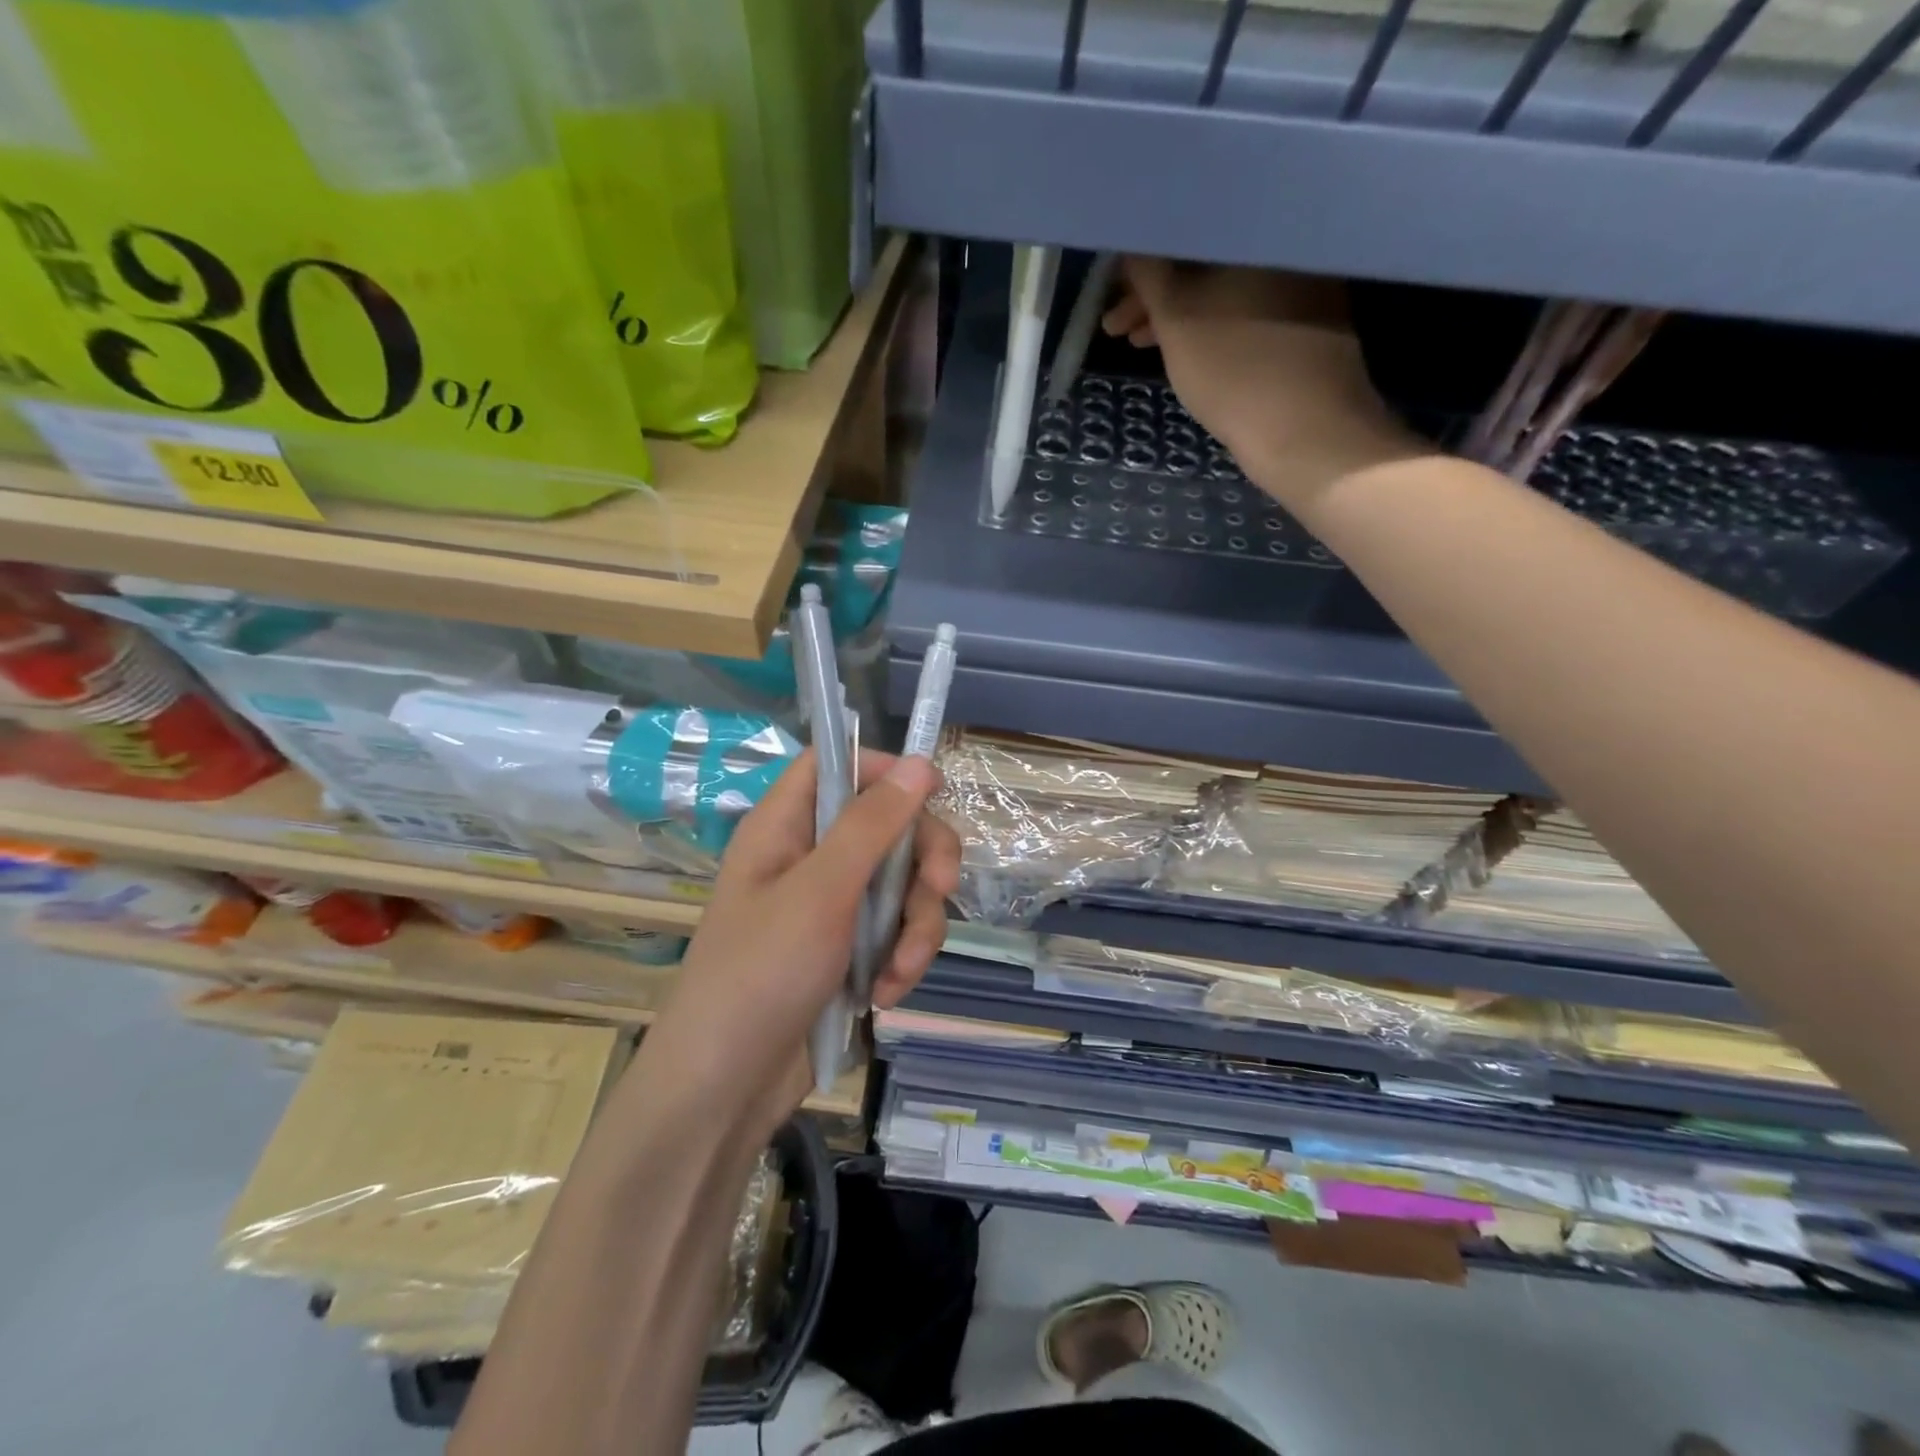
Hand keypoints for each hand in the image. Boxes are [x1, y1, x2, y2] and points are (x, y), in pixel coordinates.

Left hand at [645, 749, 961, 1138]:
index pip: (837, 764)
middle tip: (941, 889)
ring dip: (916, 927)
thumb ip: (872, 825)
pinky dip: (902, 959)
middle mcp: (811, 857)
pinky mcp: (850, 949)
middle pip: (889, 825)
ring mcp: (833, 906)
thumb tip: (921, 763)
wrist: (726, 1089)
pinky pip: (897, 930)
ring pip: (903, 884)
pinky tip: (887, 994)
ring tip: (899, 972)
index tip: (930, 794)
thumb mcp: (821, 892)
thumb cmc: (761, 974)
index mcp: (786, 826)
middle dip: (923, 861)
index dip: (884, 770)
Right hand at [1102, 257, 1422, 516]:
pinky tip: (1186, 350)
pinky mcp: (1307, 321)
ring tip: (1139, 345)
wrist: (1306, 432)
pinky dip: (1210, 325)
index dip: (1142, 262)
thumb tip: (1133, 244)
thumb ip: (1149, 275)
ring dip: (1178, 314)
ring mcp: (1302, 283)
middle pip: (1205, 261)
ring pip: (1223, 288)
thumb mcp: (1176, 320)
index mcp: (1257, 231)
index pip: (1187, 231)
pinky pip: (1244, 309)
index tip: (1113, 293)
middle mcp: (1285, 246)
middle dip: (1156, 294)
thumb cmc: (1233, 370)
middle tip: (1117, 328)